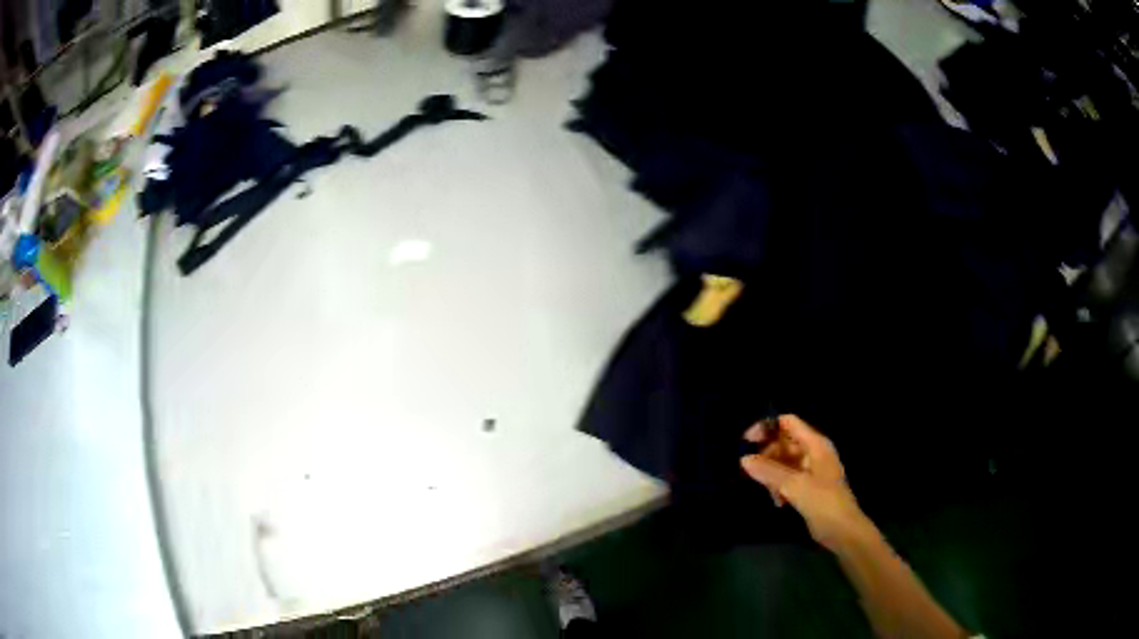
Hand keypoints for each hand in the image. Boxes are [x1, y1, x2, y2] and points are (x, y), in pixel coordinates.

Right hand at [741, 415, 871, 550]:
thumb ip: (769, 471)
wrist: (842, 530)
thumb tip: (744, 459)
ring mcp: (812, 470)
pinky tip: (778, 502)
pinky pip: (788, 478)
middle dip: (767, 455)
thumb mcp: (794, 485)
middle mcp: (814, 452)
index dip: (767, 427)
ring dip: (772, 474)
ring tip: (769, 492)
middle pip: (784, 443)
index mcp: (816, 444)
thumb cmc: (823, 502)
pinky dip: (779, 486)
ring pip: (784, 462)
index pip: (788, 423)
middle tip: (753, 472)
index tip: (746, 442)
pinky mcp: (808, 487)